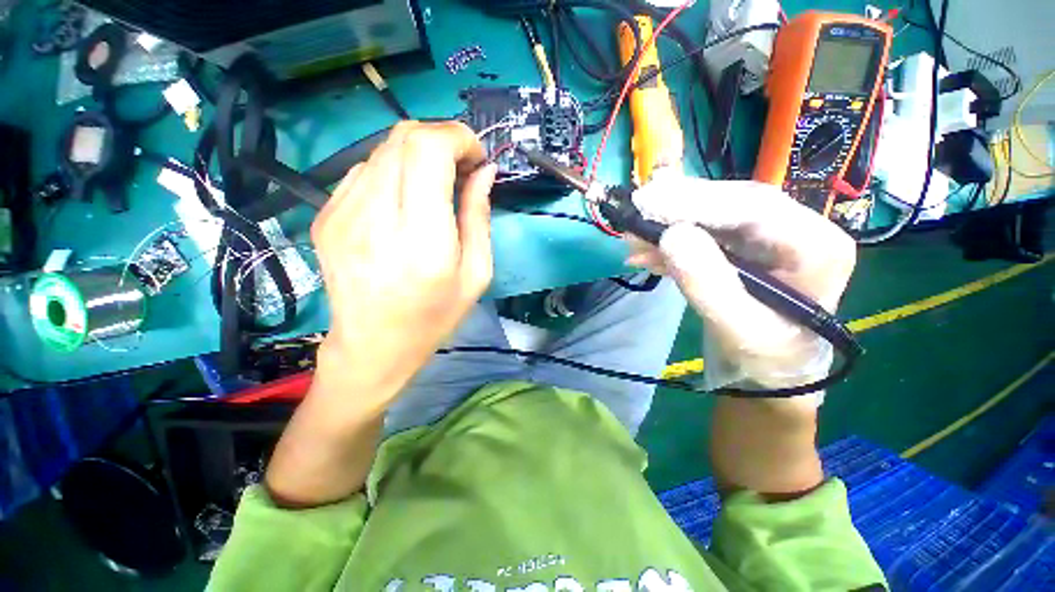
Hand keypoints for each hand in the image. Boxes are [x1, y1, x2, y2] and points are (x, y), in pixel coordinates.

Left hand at [310, 121, 496, 409]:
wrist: (372, 347)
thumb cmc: (433, 318)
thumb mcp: (476, 274)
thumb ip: (478, 217)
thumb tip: (484, 172)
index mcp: (421, 240)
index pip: (427, 149)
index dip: (457, 137)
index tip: (476, 157)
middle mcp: (375, 218)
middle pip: (403, 138)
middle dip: (441, 139)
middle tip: (461, 168)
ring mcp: (341, 214)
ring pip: (383, 149)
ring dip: (418, 155)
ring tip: (435, 186)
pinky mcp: (326, 216)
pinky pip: (365, 170)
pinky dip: (394, 172)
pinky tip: (405, 201)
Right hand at [628, 174, 856, 394]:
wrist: (768, 370)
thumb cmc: (766, 358)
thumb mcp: (739, 330)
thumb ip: (708, 284)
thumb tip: (670, 236)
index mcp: (816, 247)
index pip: (755, 208)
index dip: (698, 202)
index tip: (649, 204)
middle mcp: (797, 230)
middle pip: (732, 203)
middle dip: (678, 208)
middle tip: (635, 211)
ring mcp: (767, 236)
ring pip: (712, 215)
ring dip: (668, 225)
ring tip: (633, 240)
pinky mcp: (741, 246)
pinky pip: (702, 234)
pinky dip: (670, 242)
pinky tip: (645, 254)